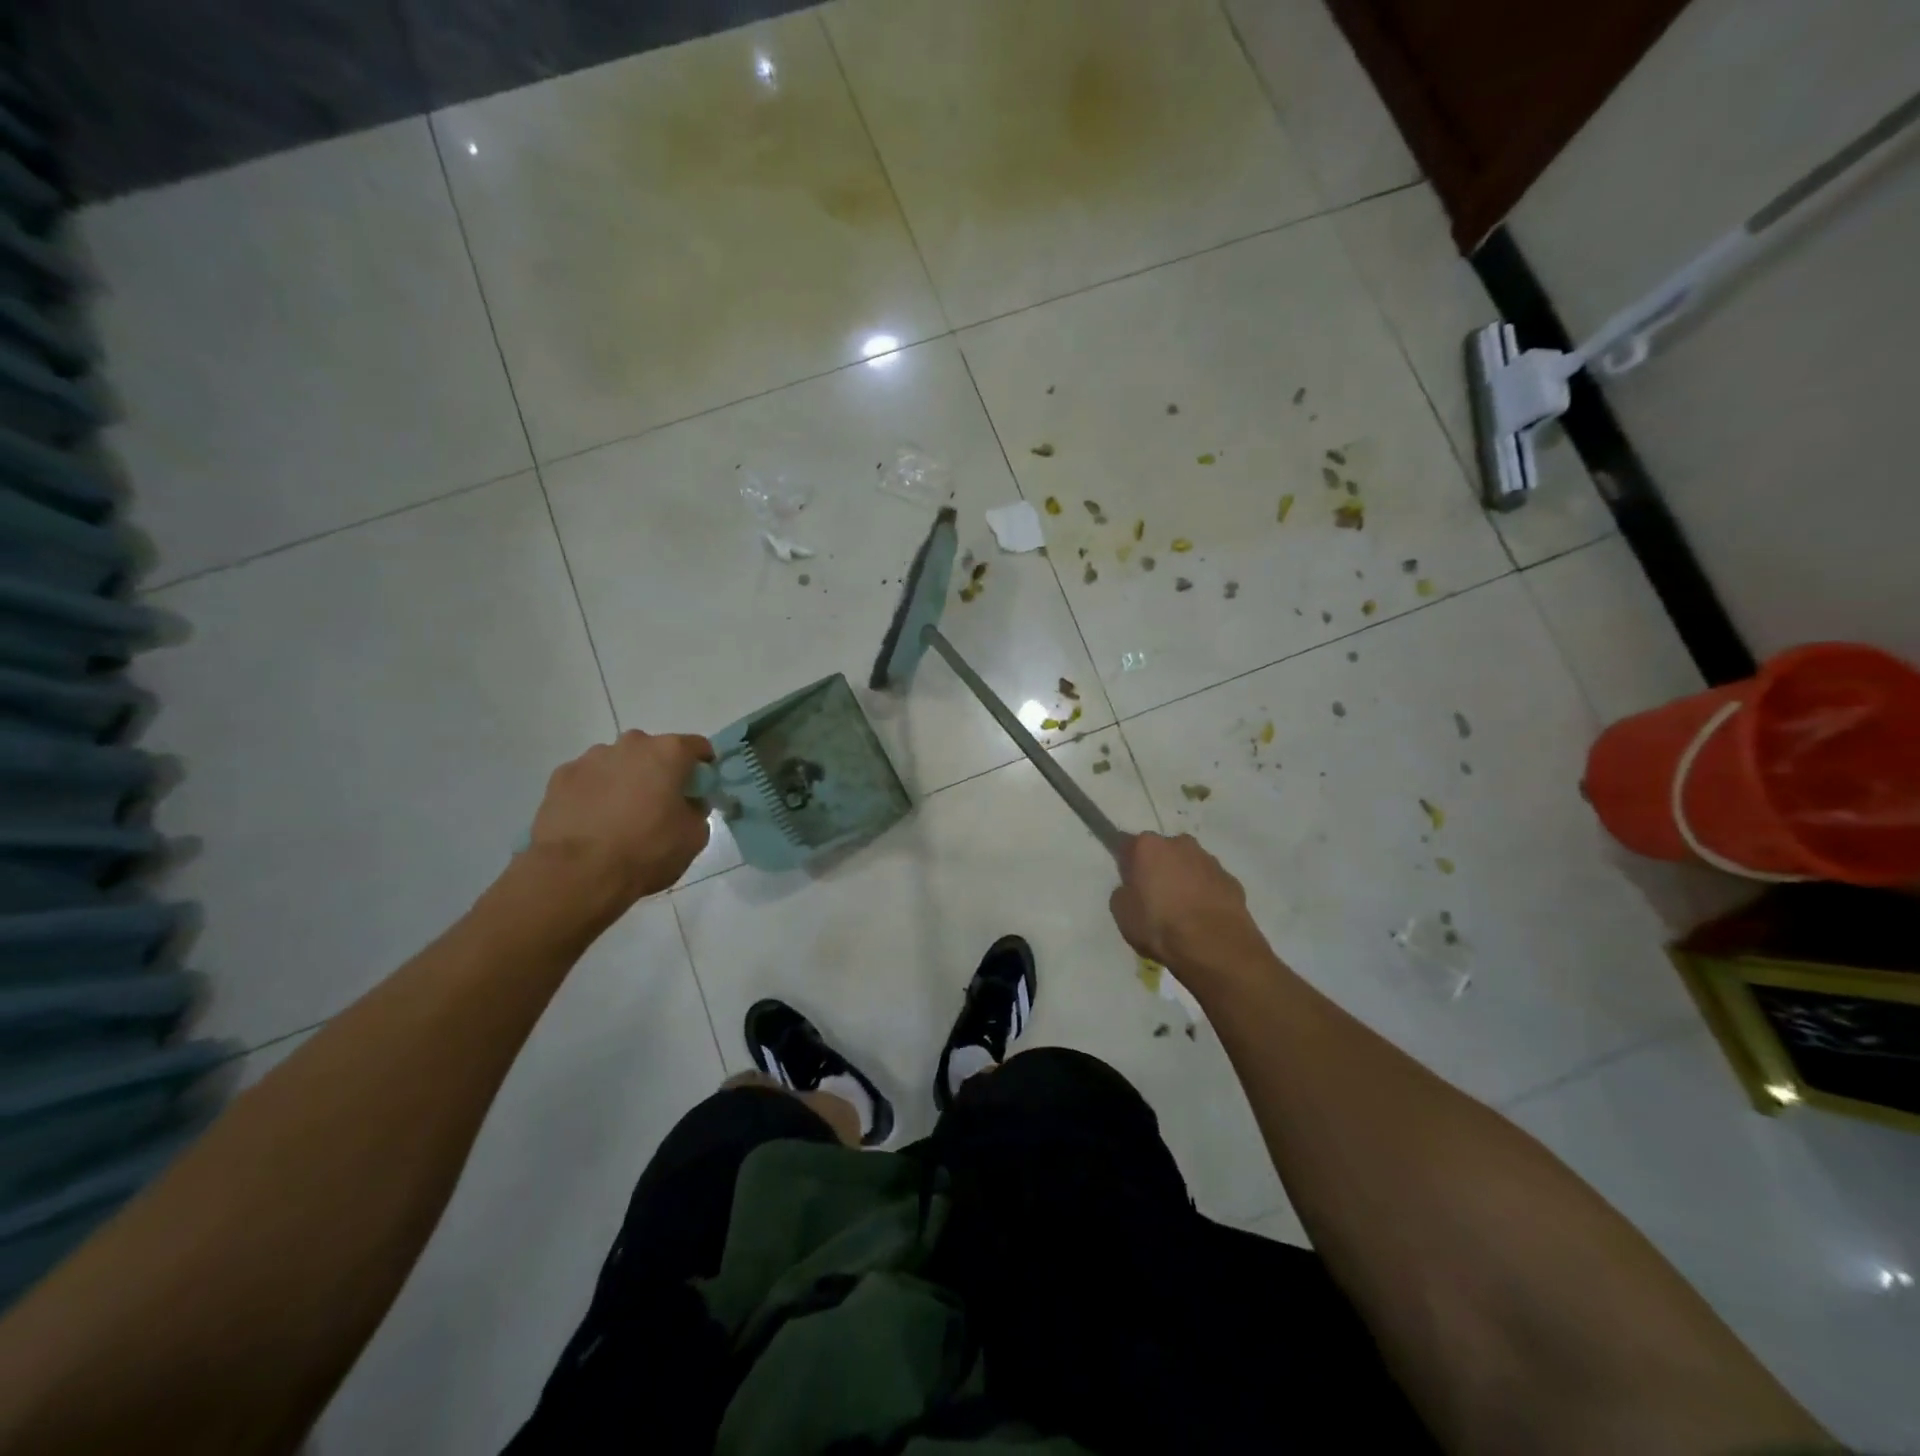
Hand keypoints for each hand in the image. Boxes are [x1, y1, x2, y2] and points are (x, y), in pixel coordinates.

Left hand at [528, 731, 713, 913]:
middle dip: (660, 772)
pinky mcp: (560, 777)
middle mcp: (630, 744)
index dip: (704, 767)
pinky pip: (588, 780)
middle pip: (654, 752)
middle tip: (660, 806)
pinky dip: (594, 794)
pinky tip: (593, 823)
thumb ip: (697, 810)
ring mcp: (591, 758)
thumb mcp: (694, 836)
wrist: (577, 874)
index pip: (697, 746)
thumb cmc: (646, 851)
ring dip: (625, 781)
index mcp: (668, 752)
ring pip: (618, 763)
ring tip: (621, 818)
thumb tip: (687, 804)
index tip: (700, 789)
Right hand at [1109, 833, 1263, 975]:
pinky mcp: (1232, 880)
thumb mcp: (1122, 914)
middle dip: (1157, 868)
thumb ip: (1123, 893)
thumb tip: (1132, 890)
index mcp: (1148, 846)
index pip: (1127, 845)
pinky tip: (1202, 918)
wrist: (1216, 947)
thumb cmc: (1160, 926)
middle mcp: (1180, 844)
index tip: (1126, 881)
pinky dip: (1205, 894)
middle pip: (1162, 851)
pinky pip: (1210, 883)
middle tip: (1153, 897)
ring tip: (1181, 912)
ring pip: (1188, 865)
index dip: (1125, 863)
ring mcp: (1210, 860)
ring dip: (1183, 880)